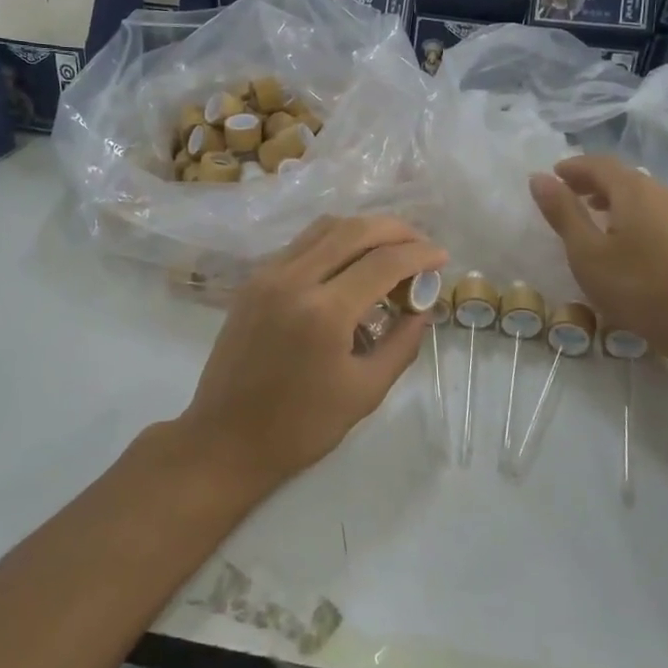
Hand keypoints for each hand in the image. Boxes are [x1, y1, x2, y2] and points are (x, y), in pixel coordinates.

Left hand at [176, 216, 447, 496]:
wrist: (225, 438)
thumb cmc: (301, 426)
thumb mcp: (365, 391)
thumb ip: (401, 342)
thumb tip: (422, 307)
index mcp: (324, 312)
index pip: (383, 262)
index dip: (420, 255)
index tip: (442, 258)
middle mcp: (293, 279)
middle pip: (354, 230)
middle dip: (395, 230)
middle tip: (421, 246)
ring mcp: (267, 275)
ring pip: (324, 228)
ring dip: (363, 230)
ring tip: (390, 249)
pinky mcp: (253, 281)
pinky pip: (301, 244)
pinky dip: (333, 242)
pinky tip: (351, 263)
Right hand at [529, 155, 667, 363]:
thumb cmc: (636, 286)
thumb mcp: (586, 252)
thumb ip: (563, 212)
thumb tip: (539, 178)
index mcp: (634, 191)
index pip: (599, 164)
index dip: (574, 167)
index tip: (553, 175)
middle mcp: (662, 193)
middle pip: (623, 176)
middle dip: (593, 181)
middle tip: (569, 195)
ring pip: (643, 195)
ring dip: (615, 198)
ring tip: (595, 216)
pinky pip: (658, 212)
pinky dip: (635, 214)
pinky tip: (628, 240)